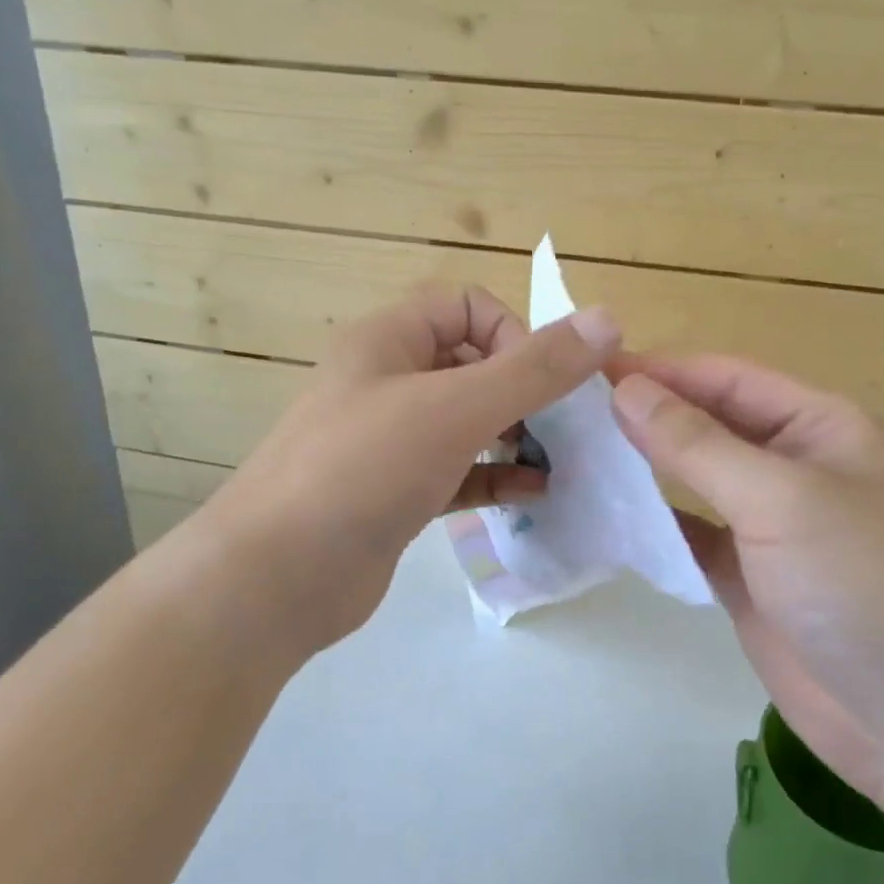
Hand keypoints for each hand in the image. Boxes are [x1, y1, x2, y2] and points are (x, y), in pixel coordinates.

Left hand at [191, 286, 620, 658]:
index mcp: (388, 340)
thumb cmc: (363, 470)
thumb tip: (608, 320)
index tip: (542, 383)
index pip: (467, 305)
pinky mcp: (396, 492)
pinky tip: (534, 493)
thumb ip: (533, 368)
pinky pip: (458, 470)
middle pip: (472, 363)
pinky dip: (496, 476)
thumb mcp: (454, 409)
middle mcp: (387, 381)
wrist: (275, 578)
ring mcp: (389, 440)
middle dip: (523, 389)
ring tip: (558, 460)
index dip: (512, 334)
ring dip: (515, 434)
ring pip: (467, 420)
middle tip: (563, 428)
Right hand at [610, 354, 883, 804]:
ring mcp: (772, 528)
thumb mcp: (781, 498)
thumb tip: (628, 389)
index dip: (661, 369)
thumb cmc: (866, 585)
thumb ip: (698, 443)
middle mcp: (797, 468)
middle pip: (710, 424)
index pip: (727, 378)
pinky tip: (608, 515)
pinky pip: (693, 536)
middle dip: (648, 414)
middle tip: (570, 410)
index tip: (589, 366)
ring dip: (645, 467)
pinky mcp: (751, 579)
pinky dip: (655, 524)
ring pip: (697, 480)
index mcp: (822, 428)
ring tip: (576, 454)